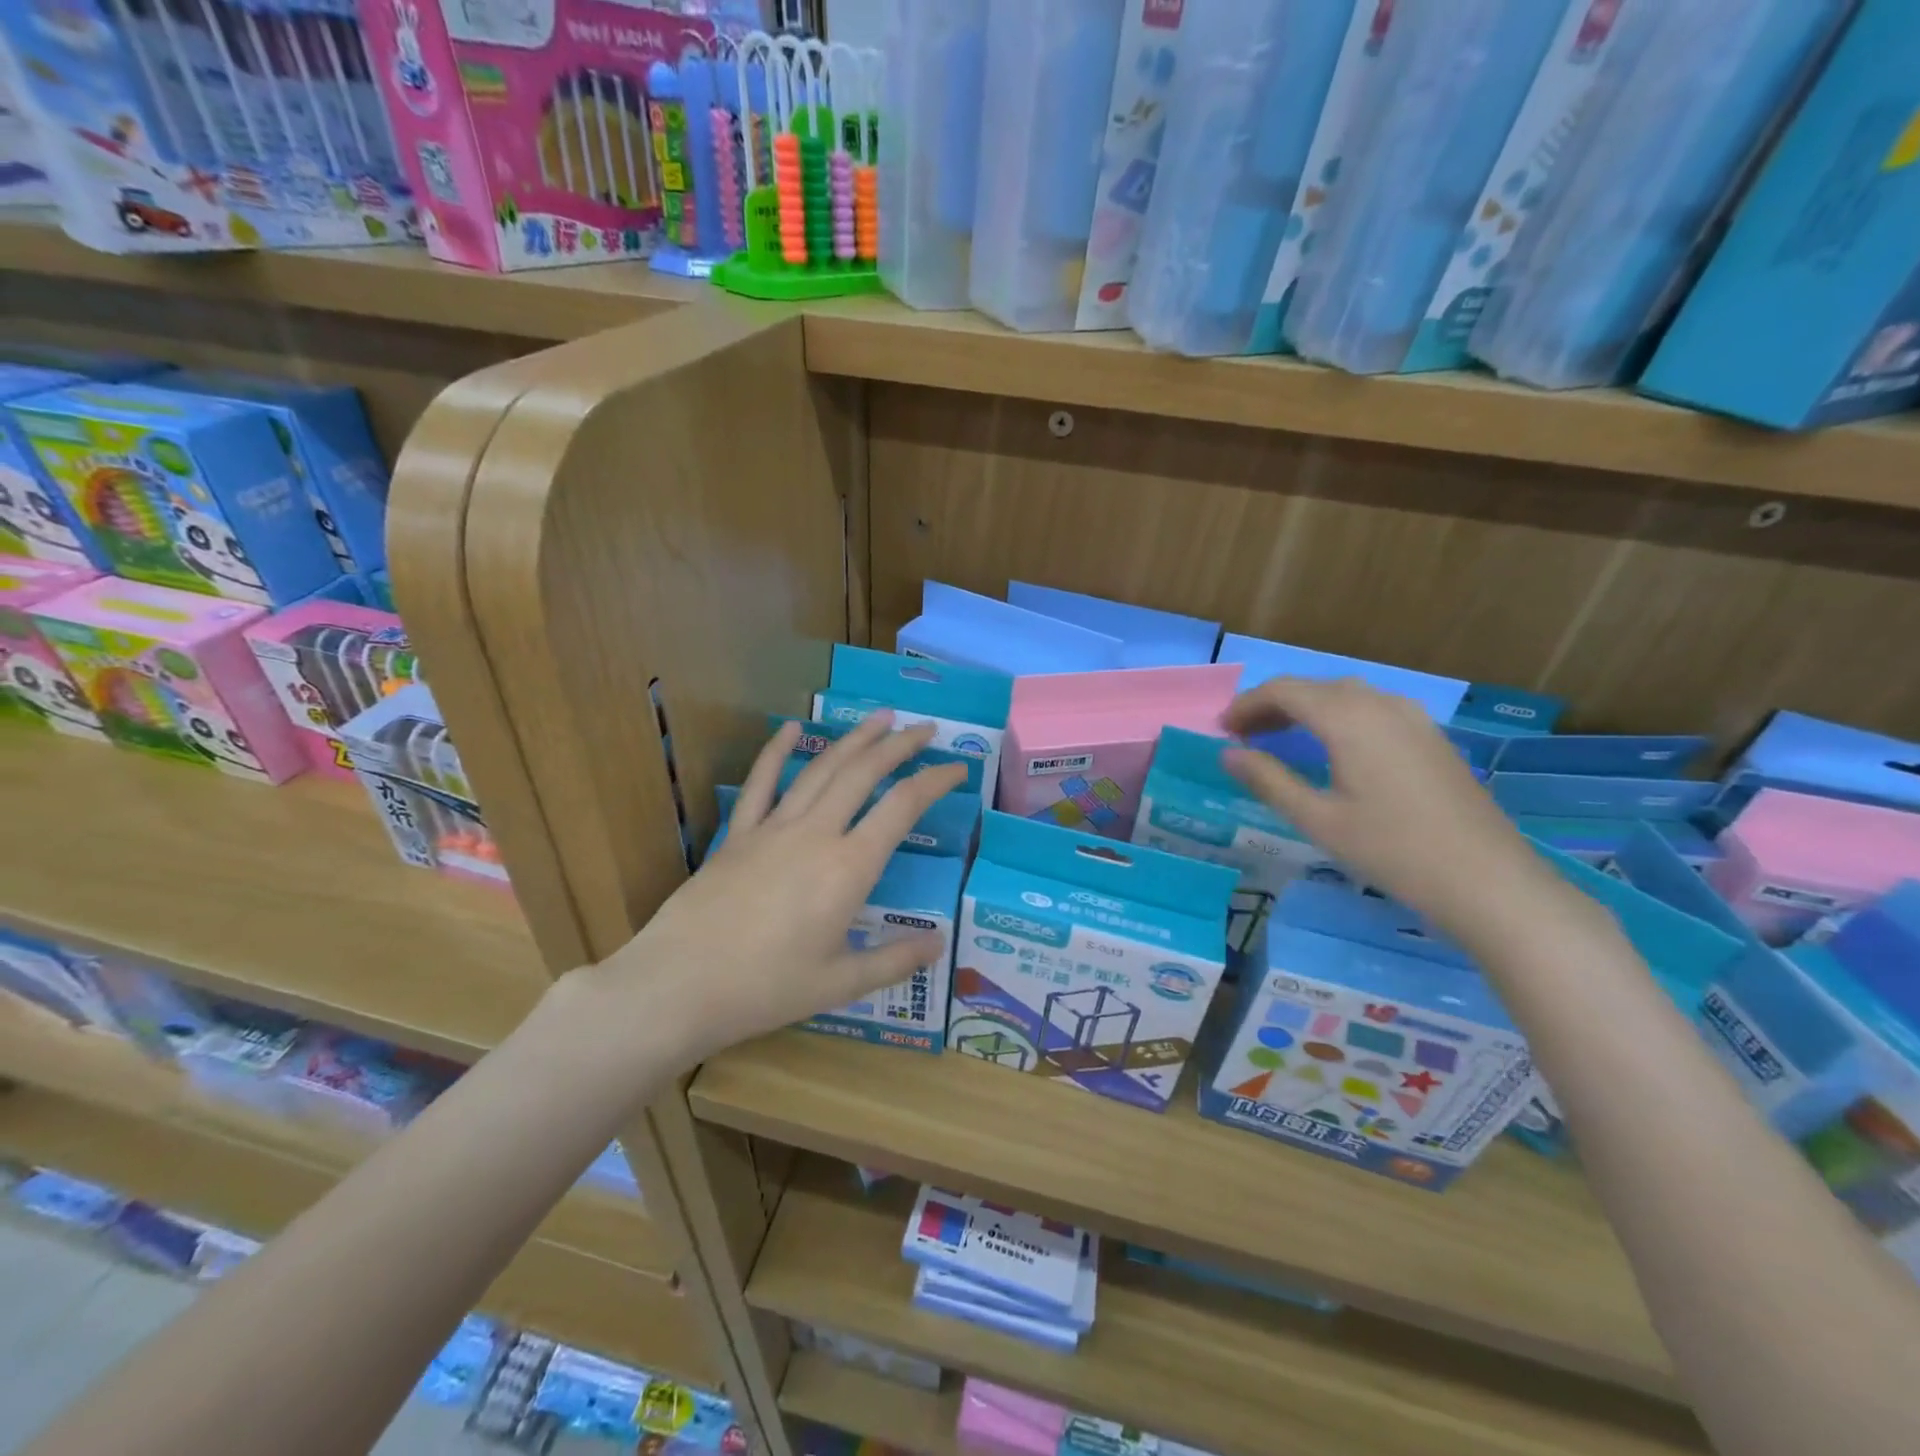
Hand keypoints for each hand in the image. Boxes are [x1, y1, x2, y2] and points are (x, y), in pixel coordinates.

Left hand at [603, 713, 969, 1063]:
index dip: (935, 781)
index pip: (902, 807)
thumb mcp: (840, 984)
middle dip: (899, 746)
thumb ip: (895, 960)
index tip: (958, 768)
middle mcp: (816, 834)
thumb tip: (940, 944)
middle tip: (925, 728)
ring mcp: (773, 828)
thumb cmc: (765, 988)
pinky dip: (777, 752)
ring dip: (854, 740)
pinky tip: (791, 728)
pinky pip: (761, 783)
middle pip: (864, 773)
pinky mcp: (738, 834)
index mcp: (849, 868)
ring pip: (821, 769)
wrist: (679, 985)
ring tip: (880, 718)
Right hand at [1221, 677, 1588, 946]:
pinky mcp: (1431, 737)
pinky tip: (1333, 748)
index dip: (1247, 705)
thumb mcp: (1317, 819)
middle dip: (1273, 705)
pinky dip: (1338, 716)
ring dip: (1306, 708)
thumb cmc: (1391, 850)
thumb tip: (1228, 754)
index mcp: (1348, 718)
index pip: (1284, 691)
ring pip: (1346, 695)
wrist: (1487, 880)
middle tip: (1244, 735)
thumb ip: (1268, 780)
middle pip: (1314, 687)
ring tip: (1280, 738)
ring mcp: (1412, 718)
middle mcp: (1381, 704)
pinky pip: (1372, 708)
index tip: (1222, 729)